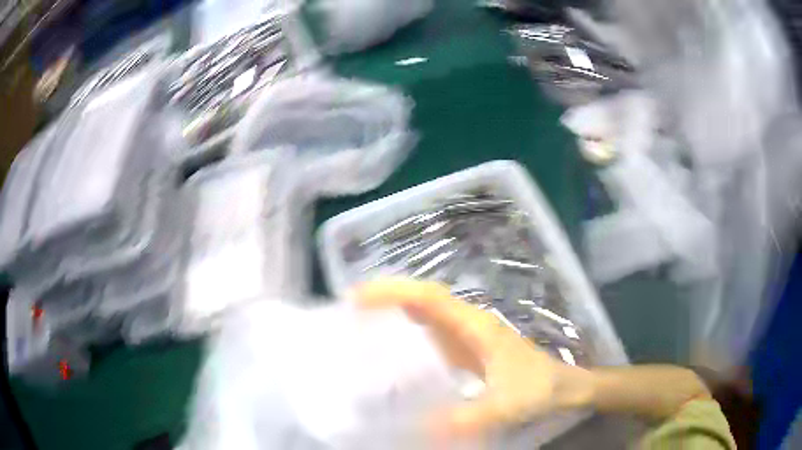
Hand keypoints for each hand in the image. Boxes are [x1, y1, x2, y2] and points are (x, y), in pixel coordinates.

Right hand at [354, 278, 594, 436]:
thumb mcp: (506, 405)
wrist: (564, 387)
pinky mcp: (467, 351)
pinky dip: (409, 335)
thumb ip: (469, 417)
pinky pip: (432, 335)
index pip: (430, 297)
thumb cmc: (539, 388)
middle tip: (350, 310)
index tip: (359, 297)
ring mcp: (467, 336)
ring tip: (362, 325)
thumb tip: (419, 428)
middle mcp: (468, 324)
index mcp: (475, 326)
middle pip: (423, 299)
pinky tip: (394, 352)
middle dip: (387, 298)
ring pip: (426, 314)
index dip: (394, 291)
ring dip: (395, 312)